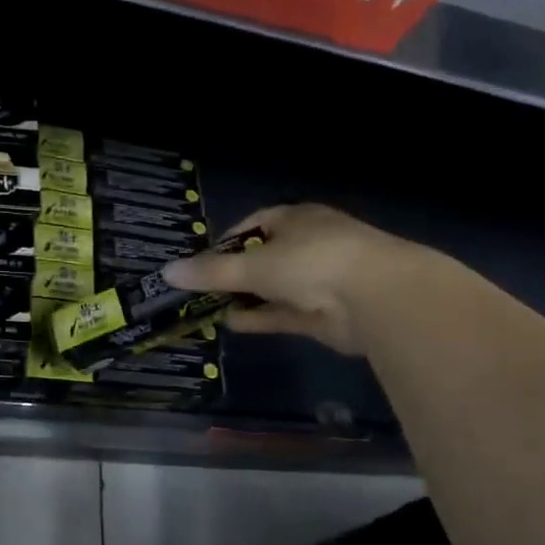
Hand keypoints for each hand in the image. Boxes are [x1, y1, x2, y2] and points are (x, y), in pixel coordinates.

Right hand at [161, 203, 443, 355]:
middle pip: (262, 258)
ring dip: (245, 298)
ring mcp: (317, 280)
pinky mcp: (322, 314)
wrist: (377, 298)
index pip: (254, 224)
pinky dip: (260, 318)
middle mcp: (307, 245)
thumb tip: (168, 272)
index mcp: (295, 219)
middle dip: (233, 274)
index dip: (226, 241)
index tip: (201, 261)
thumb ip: (212, 272)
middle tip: (199, 290)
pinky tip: (231, 325)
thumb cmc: (312, 262)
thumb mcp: (254, 265)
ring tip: (207, 310)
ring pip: (272, 288)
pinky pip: (283, 313)